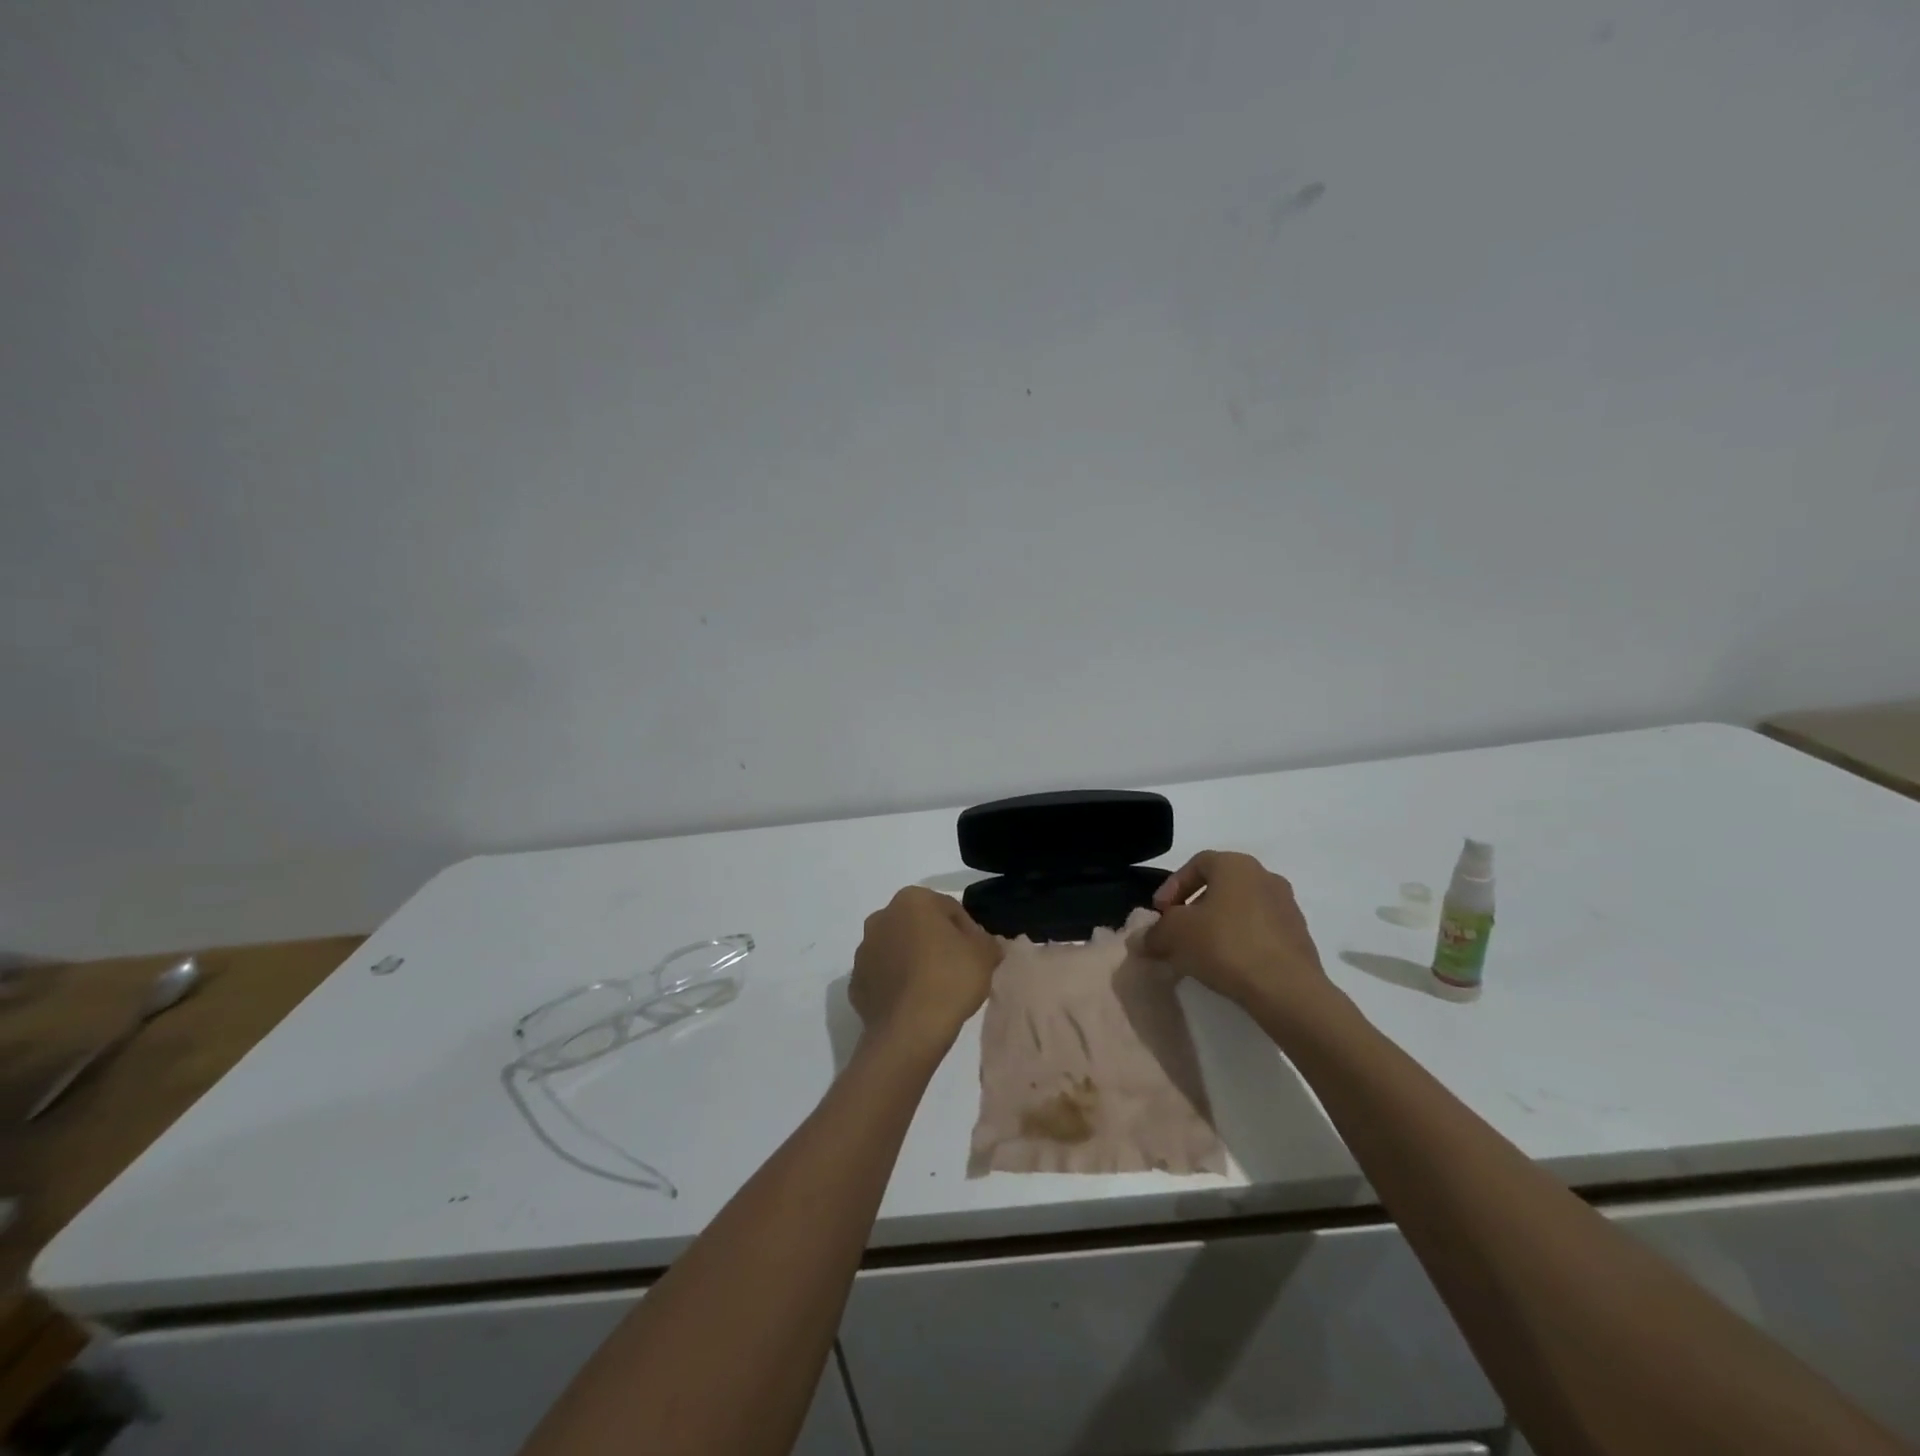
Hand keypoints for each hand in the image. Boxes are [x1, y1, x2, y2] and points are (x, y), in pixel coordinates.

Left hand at [850, 888, 1002, 1048]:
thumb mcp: (985, 955)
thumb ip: (988, 942)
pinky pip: (883, 977)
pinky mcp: (855, 982)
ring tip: (935, 989)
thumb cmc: (950, 979)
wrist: (909, 1030)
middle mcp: (881, 917)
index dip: (968, 931)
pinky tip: (914, 1003)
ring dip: (913, 961)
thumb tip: (986, 944)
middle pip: (919, 926)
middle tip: (957, 969)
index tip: (977, 955)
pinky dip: (897, 984)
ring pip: (897, 950)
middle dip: (936, 942)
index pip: (949, 909)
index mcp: (912, 900)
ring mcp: (864, 951)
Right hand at [1143, 851, 1336, 1025]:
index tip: (1160, 913)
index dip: (1172, 886)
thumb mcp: (1174, 935)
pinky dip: (1240, 942)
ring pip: (1241, 909)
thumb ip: (1154, 932)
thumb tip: (1144, 939)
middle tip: (1177, 932)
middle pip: (1220, 886)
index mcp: (1236, 865)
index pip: (1196, 863)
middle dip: (1194, 907)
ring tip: (1201, 953)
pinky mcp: (1299, 938)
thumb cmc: (1225, 945)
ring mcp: (1287, 907)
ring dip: (1218, 926)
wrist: (1287, 990)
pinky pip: (1260, 932)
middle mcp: (1265, 877)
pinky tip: (1228, 967)